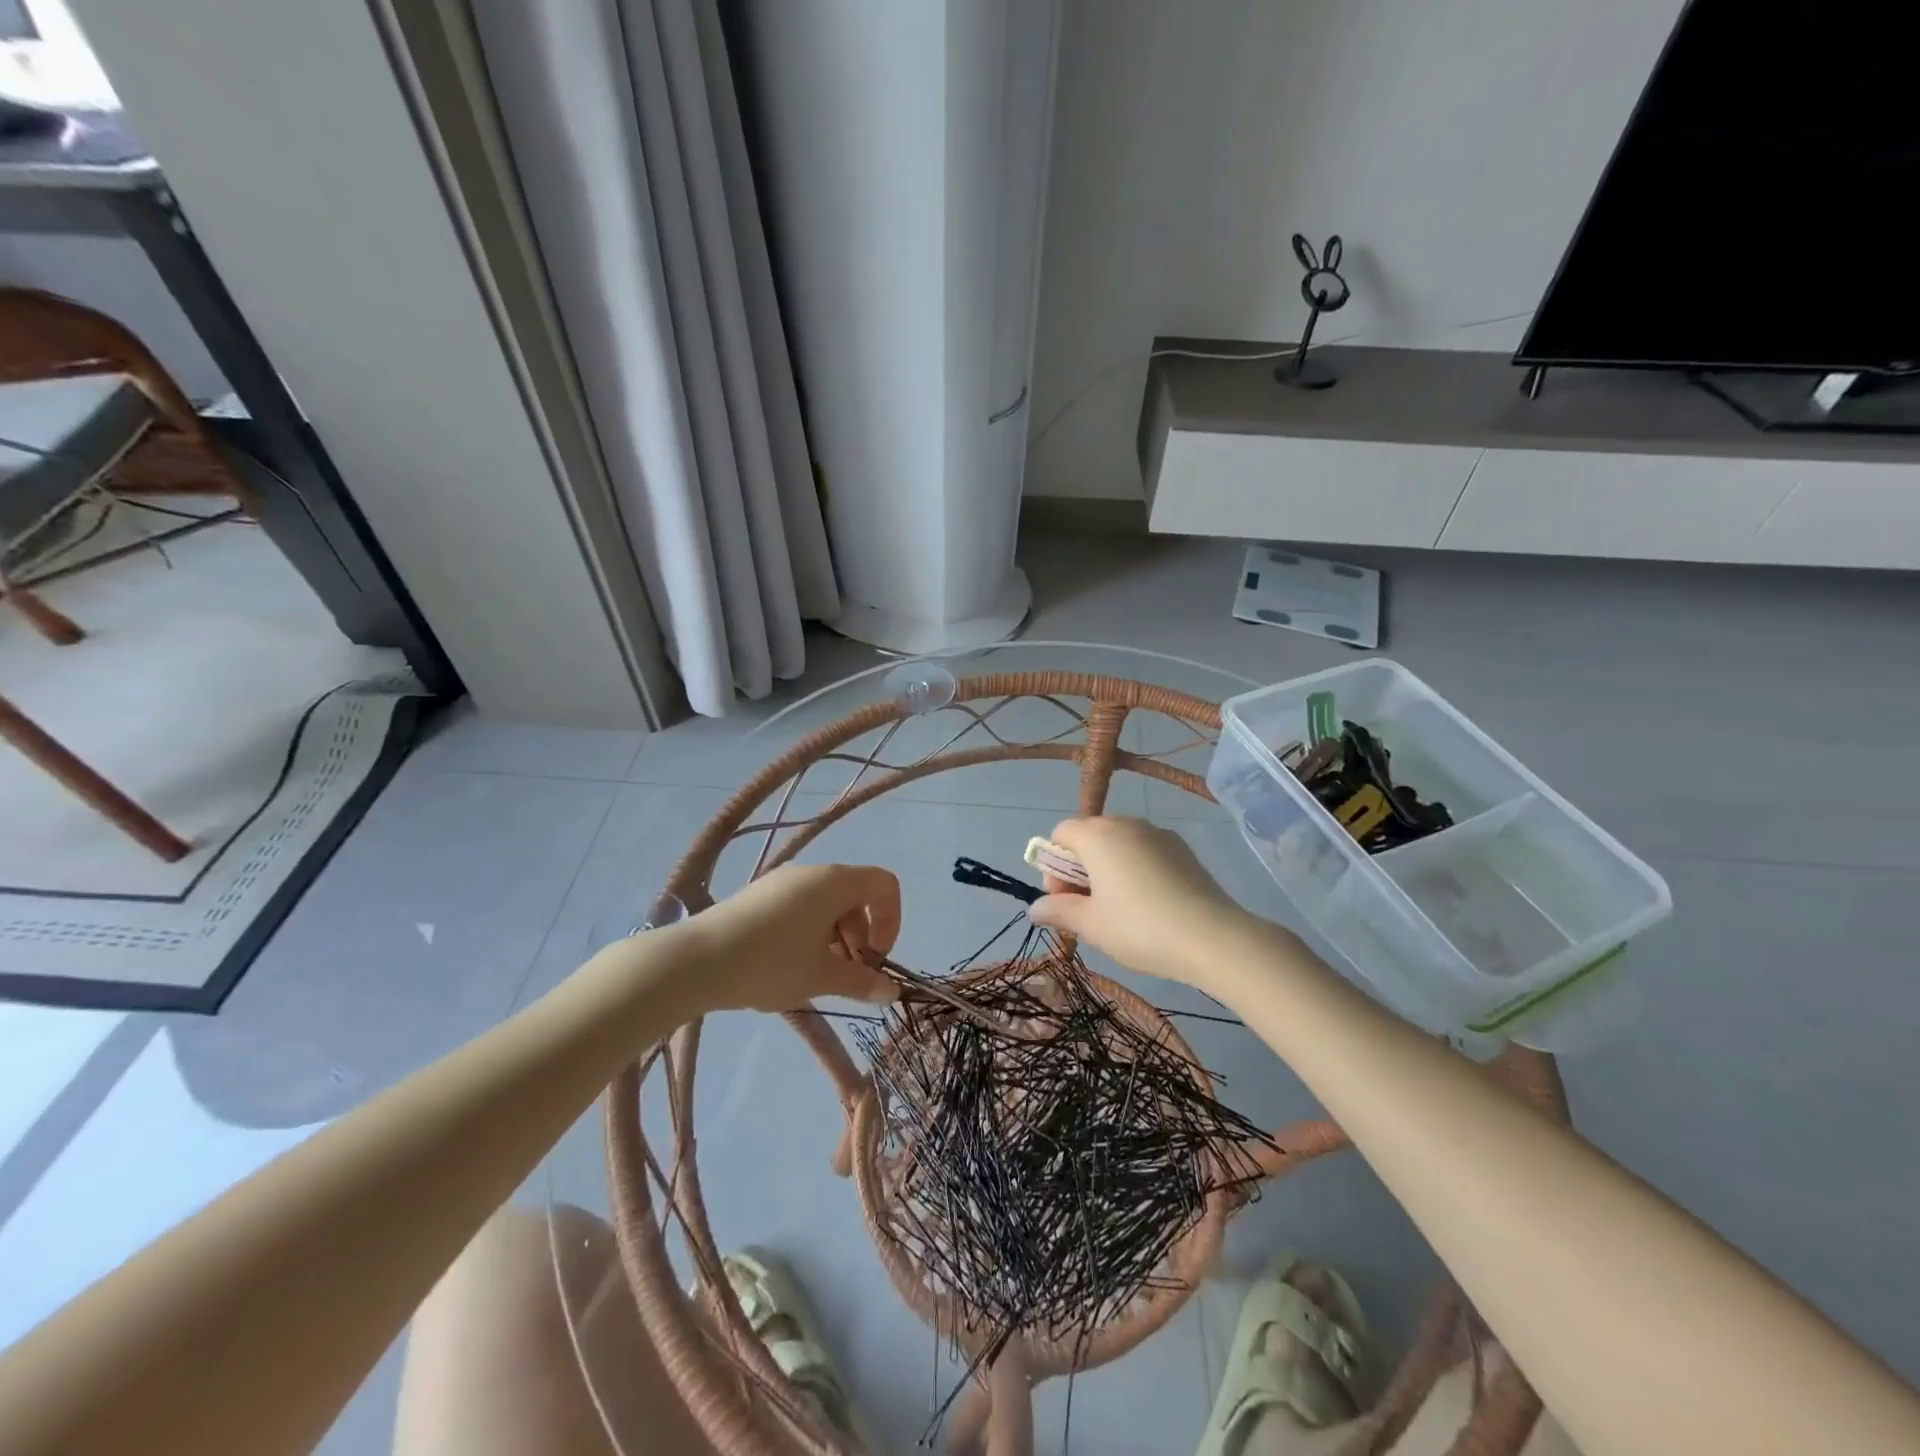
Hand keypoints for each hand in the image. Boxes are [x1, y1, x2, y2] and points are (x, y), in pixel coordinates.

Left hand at [677, 863, 902, 1012]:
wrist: (696, 960)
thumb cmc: (771, 964)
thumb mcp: (821, 977)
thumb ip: (861, 982)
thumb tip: (891, 992)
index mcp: (835, 882)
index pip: (884, 884)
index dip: (891, 920)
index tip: (874, 958)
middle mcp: (812, 872)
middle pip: (855, 895)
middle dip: (861, 935)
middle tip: (846, 974)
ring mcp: (781, 880)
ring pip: (826, 903)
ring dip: (835, 937)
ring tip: (815, 974)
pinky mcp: (758, 894)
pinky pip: (799, 906)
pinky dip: (809, 931)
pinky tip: (786, 965)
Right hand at [1028, 817, 1270, 995]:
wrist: (1213, 938)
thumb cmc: (1140, 928)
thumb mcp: (1090, 925)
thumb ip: (1058, 910)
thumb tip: (1036, 908)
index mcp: (1098, 835)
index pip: (1061, 833)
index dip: (1053, 866)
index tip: (1065, 900)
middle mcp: (1127, 824)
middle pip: (1089, 836)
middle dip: (1079, 869)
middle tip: (1088, 910)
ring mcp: (1158, 834)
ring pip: (1119, 844)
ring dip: (1108, 869)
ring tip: (1119, 911)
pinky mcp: (1183, 850)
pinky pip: (1145, 852)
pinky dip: (1136, 870)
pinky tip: (1149, 905)